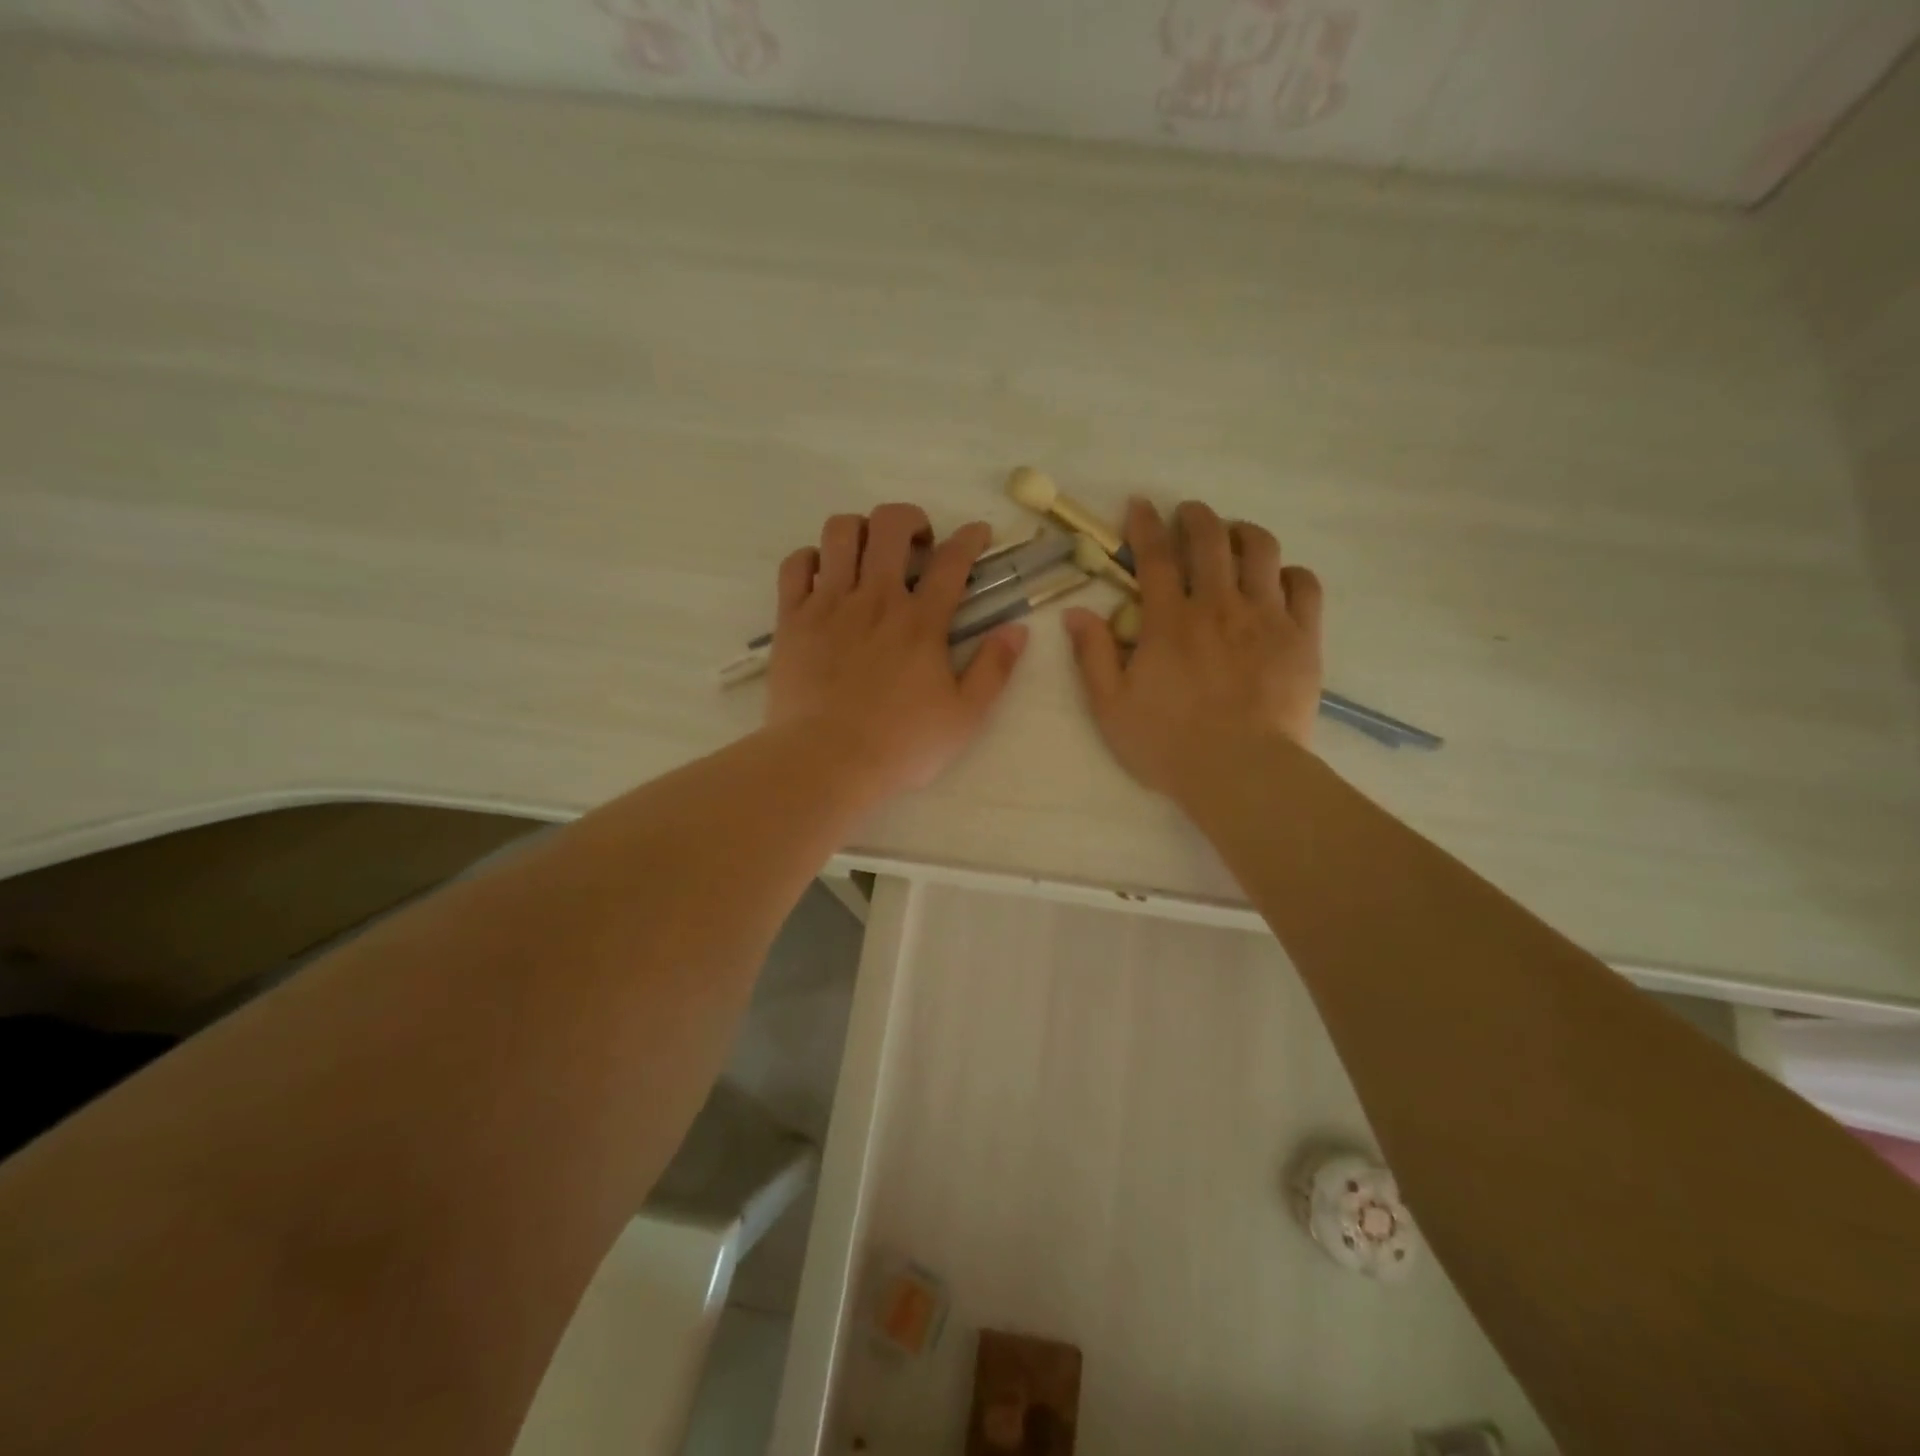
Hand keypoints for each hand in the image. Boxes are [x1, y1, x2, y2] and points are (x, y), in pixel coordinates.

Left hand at [766, 503, 1027, 798]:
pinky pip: (796, 564)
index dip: (970, 537)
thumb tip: (1018, 629)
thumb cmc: (900, 745)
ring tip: (868, 552)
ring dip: (860, 529)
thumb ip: (994, 669)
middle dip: (910, 519)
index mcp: (921, 622)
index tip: (978, 533)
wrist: (825, 761)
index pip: (953, 560)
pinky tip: (823, 574)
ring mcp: (829, 604)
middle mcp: (875, 599)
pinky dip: (811, 557)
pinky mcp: (792, 618)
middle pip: (890, 525)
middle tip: (918, 544)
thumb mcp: (964, 717)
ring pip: (840, 532)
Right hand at [1063, 499, 1322, 802]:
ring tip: (1235, 536)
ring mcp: (1265, 617)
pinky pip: (1303, 585)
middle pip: (1211, 539)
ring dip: (1244, 533)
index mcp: (1169, 621)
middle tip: (1188, 513)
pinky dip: (1289, 572)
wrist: (1241, 772)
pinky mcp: (1301, 636)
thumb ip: (1092, 655)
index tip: (1140, 504)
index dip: (1145, 525)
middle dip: (1197, 516)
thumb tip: (1075, 612)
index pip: (1155, 557)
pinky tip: (1278, 579)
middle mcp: (1218, 605)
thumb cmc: (1168, 743)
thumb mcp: (1110, 706)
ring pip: (1261, 550)